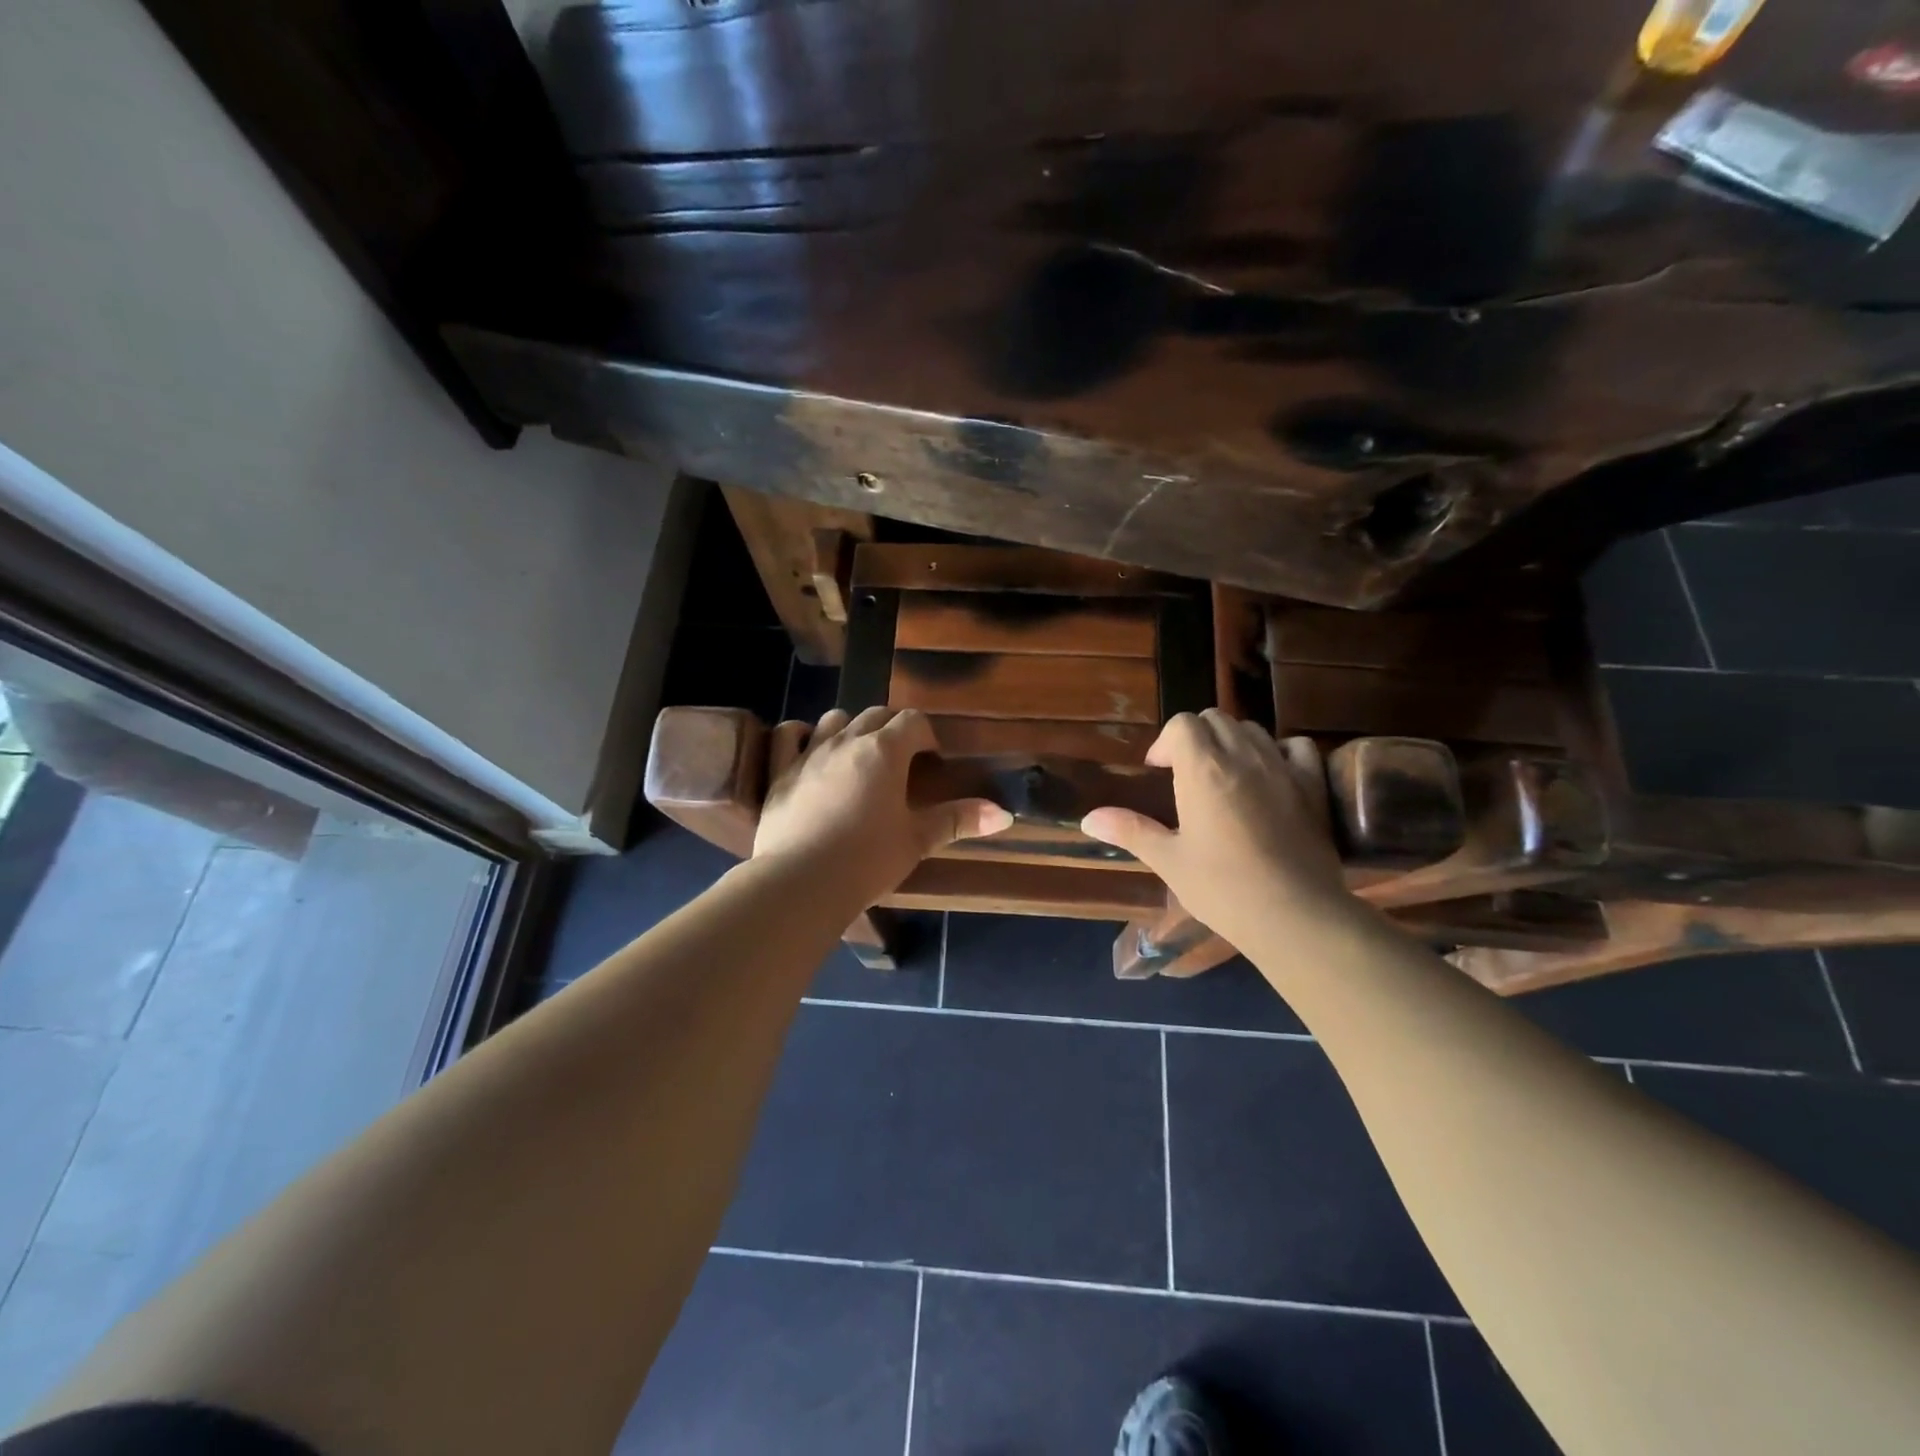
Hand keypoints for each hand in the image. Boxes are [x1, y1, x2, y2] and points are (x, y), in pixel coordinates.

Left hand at [754, 707, 1012, 904]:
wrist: (802, 881)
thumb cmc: (868, 860)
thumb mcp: (917, 840)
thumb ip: (958, 820)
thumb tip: (1004, 814)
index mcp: (885, 751)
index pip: (913, 721)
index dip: (926, 735)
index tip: (931, 760)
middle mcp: (847, 741)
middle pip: (876, 714)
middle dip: (893, 729)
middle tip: (901, 759)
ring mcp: (809, 753)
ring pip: (834, 719)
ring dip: (851, 728)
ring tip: (858, 754)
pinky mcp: (780, 772)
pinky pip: (787, 735)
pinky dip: (800, 734)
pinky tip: (808, 747)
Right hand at [1080, 711, 1354, 951]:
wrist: (1295, 915)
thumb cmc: (1223, 888)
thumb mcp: (1168, 861)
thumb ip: (1130, 830)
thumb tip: (1088, 819)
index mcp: (1202, 770)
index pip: (1182, 724)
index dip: (1166, 743)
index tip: (1160, 772)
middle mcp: (1242, 757)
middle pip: (1215, 719)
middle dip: (1196, 738)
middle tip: (1187, 775)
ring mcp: (1282, 768)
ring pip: (1252, 729)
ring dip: (1232, 742)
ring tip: (1224, 776)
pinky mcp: (1313, 786)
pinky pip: (1297, 746)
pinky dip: (1279, 751)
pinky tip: (1270, 775)